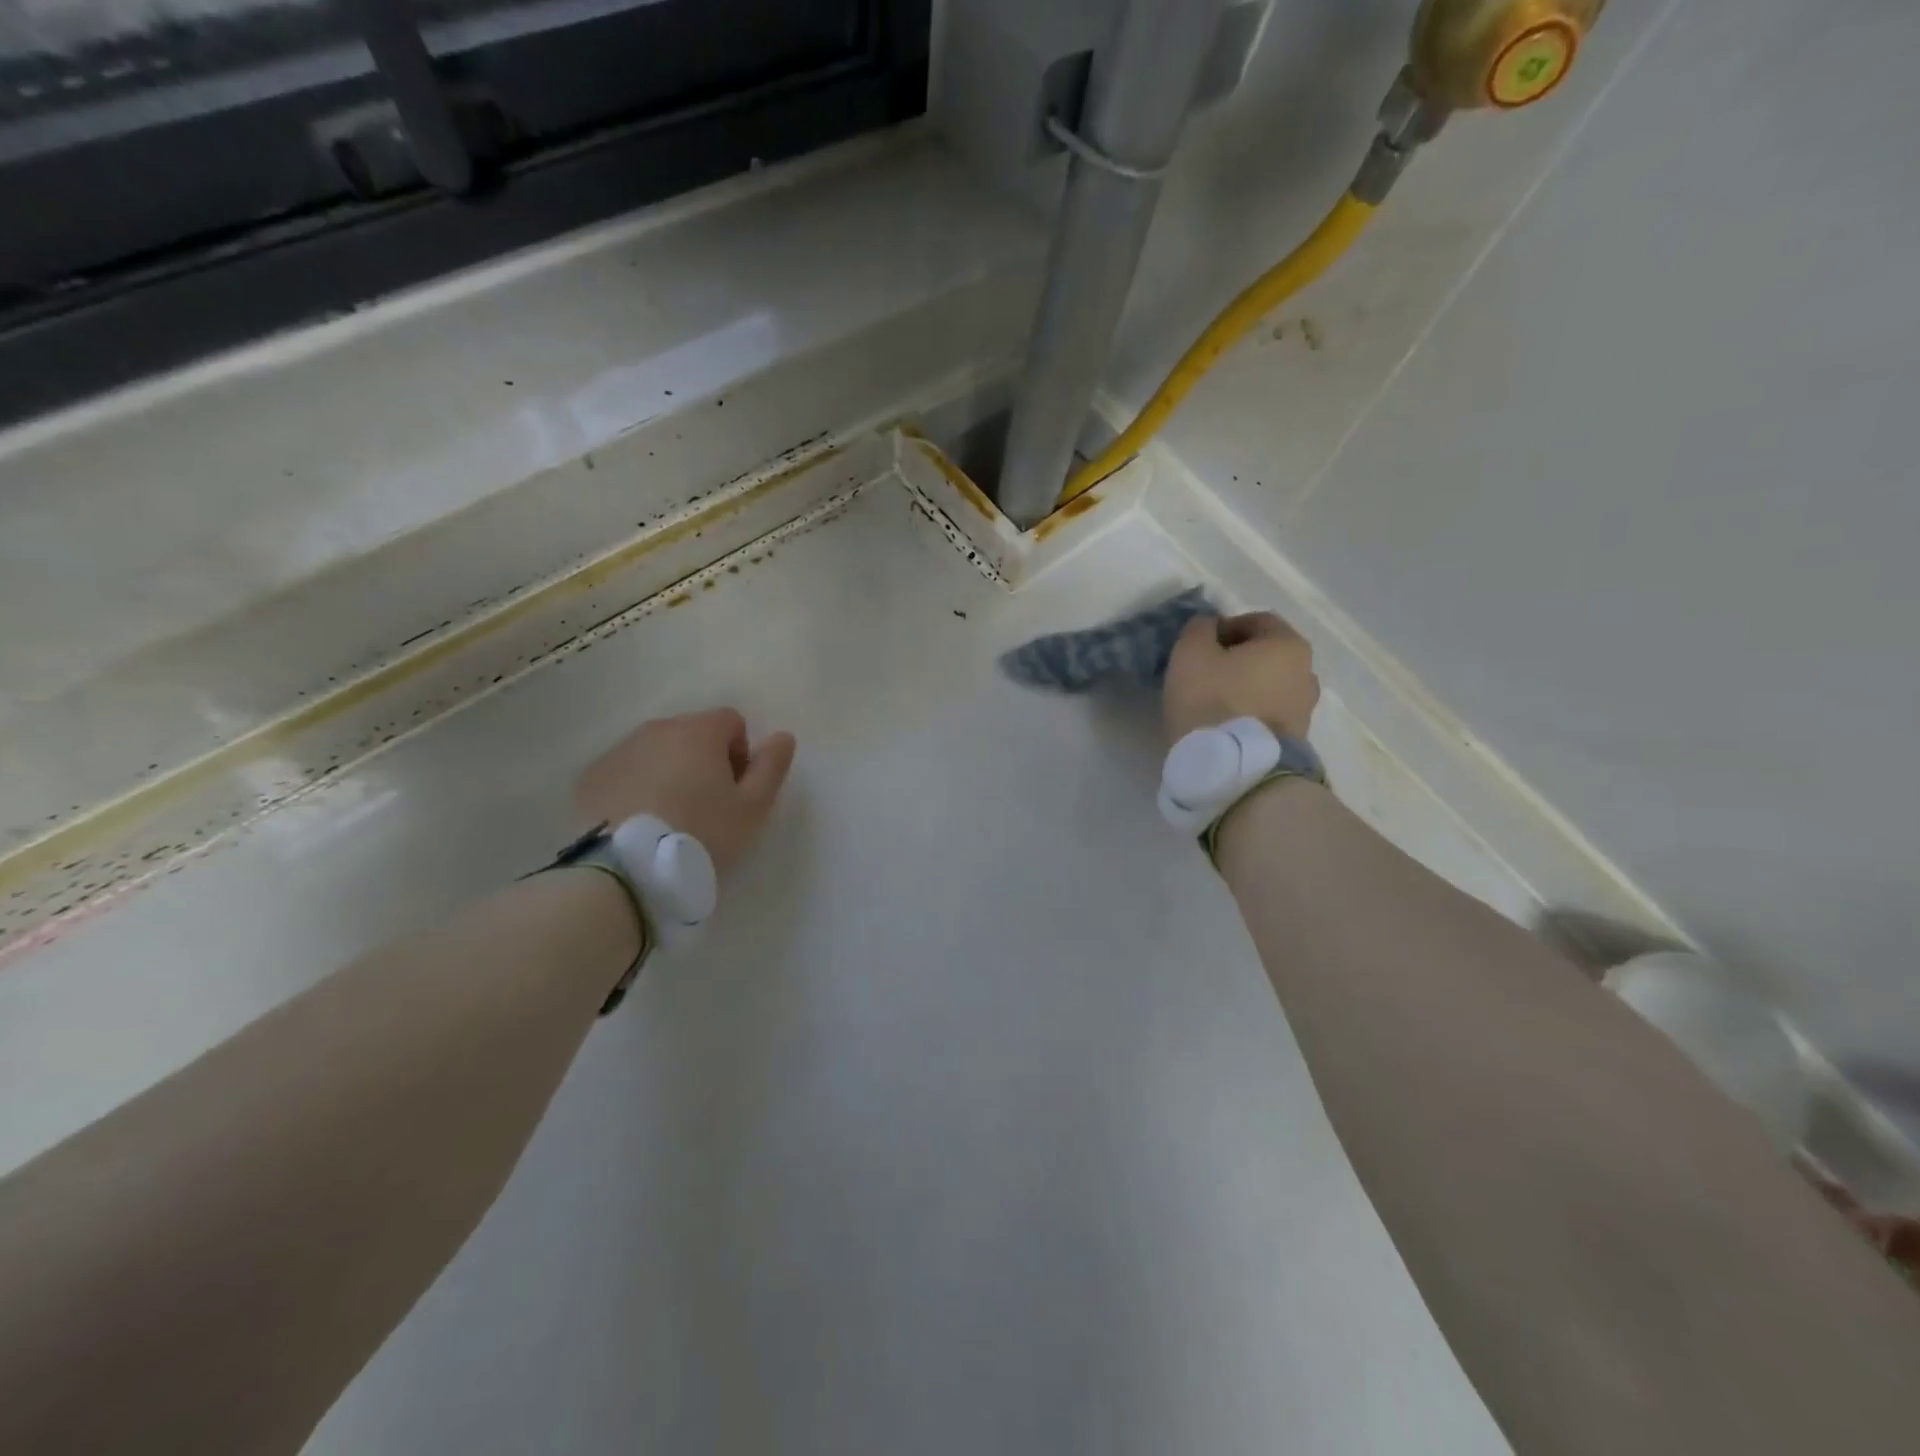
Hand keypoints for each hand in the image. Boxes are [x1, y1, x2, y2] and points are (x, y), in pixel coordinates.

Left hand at [576, 710, 796, 875]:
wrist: (626, 869)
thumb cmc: (702, 833)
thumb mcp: (753, 807)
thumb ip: (772, 767)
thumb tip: (783, 736)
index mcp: (699, 731)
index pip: (731, 721)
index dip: (741, 753)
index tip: (735, 790)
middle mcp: (656, 729)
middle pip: (692, 733)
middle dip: (704, 761)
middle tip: (706, 807)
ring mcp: (619, 751)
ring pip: (656, 752)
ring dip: (669, 772)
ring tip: (670, 817)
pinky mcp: (590, 777)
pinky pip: (625, 772)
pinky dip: (636, 787)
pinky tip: (639, 822)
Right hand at [1164, 612, 1319, 744]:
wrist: (1237, 768)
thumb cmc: (1213, 700)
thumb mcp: (1191, 653)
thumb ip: (1199, 629)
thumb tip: (1209, 625)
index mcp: (1288, 644)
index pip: (1258, 621)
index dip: (1225, 627)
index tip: (1199, 646)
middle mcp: (1307, 672)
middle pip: (1267, 655)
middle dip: (1237, 659)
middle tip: (1204, 673)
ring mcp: (1306, 709)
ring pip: (1269, 686)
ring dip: (1245, 687)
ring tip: (1214, 703)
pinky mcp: (1297, 739)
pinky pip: (1270, 714)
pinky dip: (1250, 712)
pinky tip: (1226, 724)